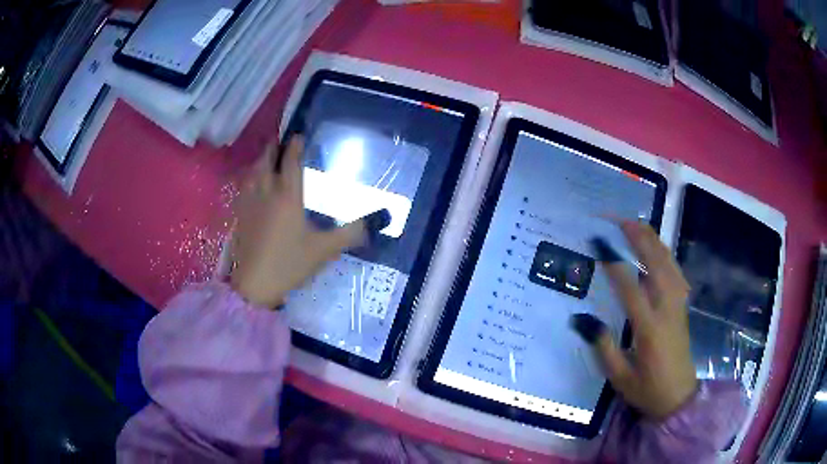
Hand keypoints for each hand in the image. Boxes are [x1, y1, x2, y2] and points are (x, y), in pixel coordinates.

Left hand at [229, 135, 389, 307]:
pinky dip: (249, 178)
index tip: (298, 135)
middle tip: (281, 142)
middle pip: (266, 160)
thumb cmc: (289, 263)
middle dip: (273, 147)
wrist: (254, 285)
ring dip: (260, 160)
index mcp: (287, 195)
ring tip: (266, 158)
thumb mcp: (324, 250)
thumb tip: (377, 221)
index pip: (290, 161)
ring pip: (252, 172)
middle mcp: (266, 192)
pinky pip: (244, 187)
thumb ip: (350, 233)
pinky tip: (252, 185)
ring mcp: (250, 203)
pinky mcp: (240, 216)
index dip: (294, 146)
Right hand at [572, 222, 697, 419]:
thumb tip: (584, 320)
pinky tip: (660, 249)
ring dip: (654, 242)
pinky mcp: (682, 308)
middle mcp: (666, 311)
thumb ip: (604, 347)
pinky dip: (668, 256)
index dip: (614, 263)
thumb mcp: (620, 378)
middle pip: (656, 266)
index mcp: (649, 329)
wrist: (678, 397)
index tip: (599, 244)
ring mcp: (678, 307)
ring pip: (669, 266)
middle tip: (621, 221)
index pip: (630, 288)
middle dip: (639, 240)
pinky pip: (677, 274)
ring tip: (639, 225)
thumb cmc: (647, 390)